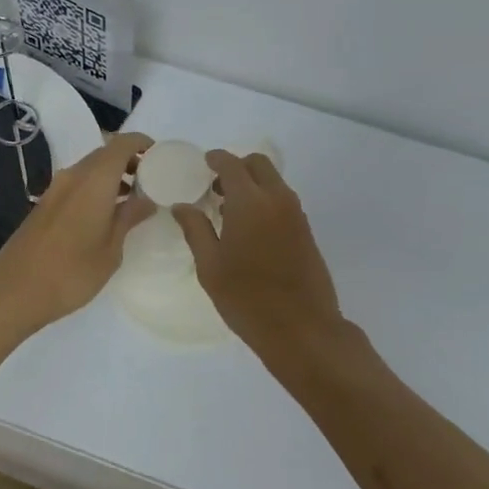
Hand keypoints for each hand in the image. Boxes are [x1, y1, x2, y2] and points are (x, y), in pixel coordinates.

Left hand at [0, 132, 155, 339]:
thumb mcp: (111, 249)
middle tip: (151, 182)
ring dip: (112, 177)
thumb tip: (146, 198)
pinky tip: (106, 215)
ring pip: (90, 169)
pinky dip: (96, 188)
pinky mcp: (45, 204)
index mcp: (94, 180)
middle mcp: (74, 175)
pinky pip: (78, 184)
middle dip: (130, 161)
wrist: (13, 291)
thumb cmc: (71, 272)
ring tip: (133, 201)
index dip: (142, 143)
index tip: (160, 156)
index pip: (122, 144)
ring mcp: (56, 189)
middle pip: (105, 154)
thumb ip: (129, 217)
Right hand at [172, 151, 344, 360]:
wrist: (303, 329)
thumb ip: (195, 229)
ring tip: (228, 209)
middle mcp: (276, 199)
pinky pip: (282, 199)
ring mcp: (296, 214)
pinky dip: (265, 198)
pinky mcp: (306, 230)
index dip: (215, 159)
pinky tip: (249, 226)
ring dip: (252, 183)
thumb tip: (182, 205)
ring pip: (273, 181)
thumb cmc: (248, 299)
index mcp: (249, 202)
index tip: (203, 163)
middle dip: (236, 167)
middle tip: (216, 187)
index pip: (231, 164)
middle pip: (258, 164)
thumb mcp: (210, 267)